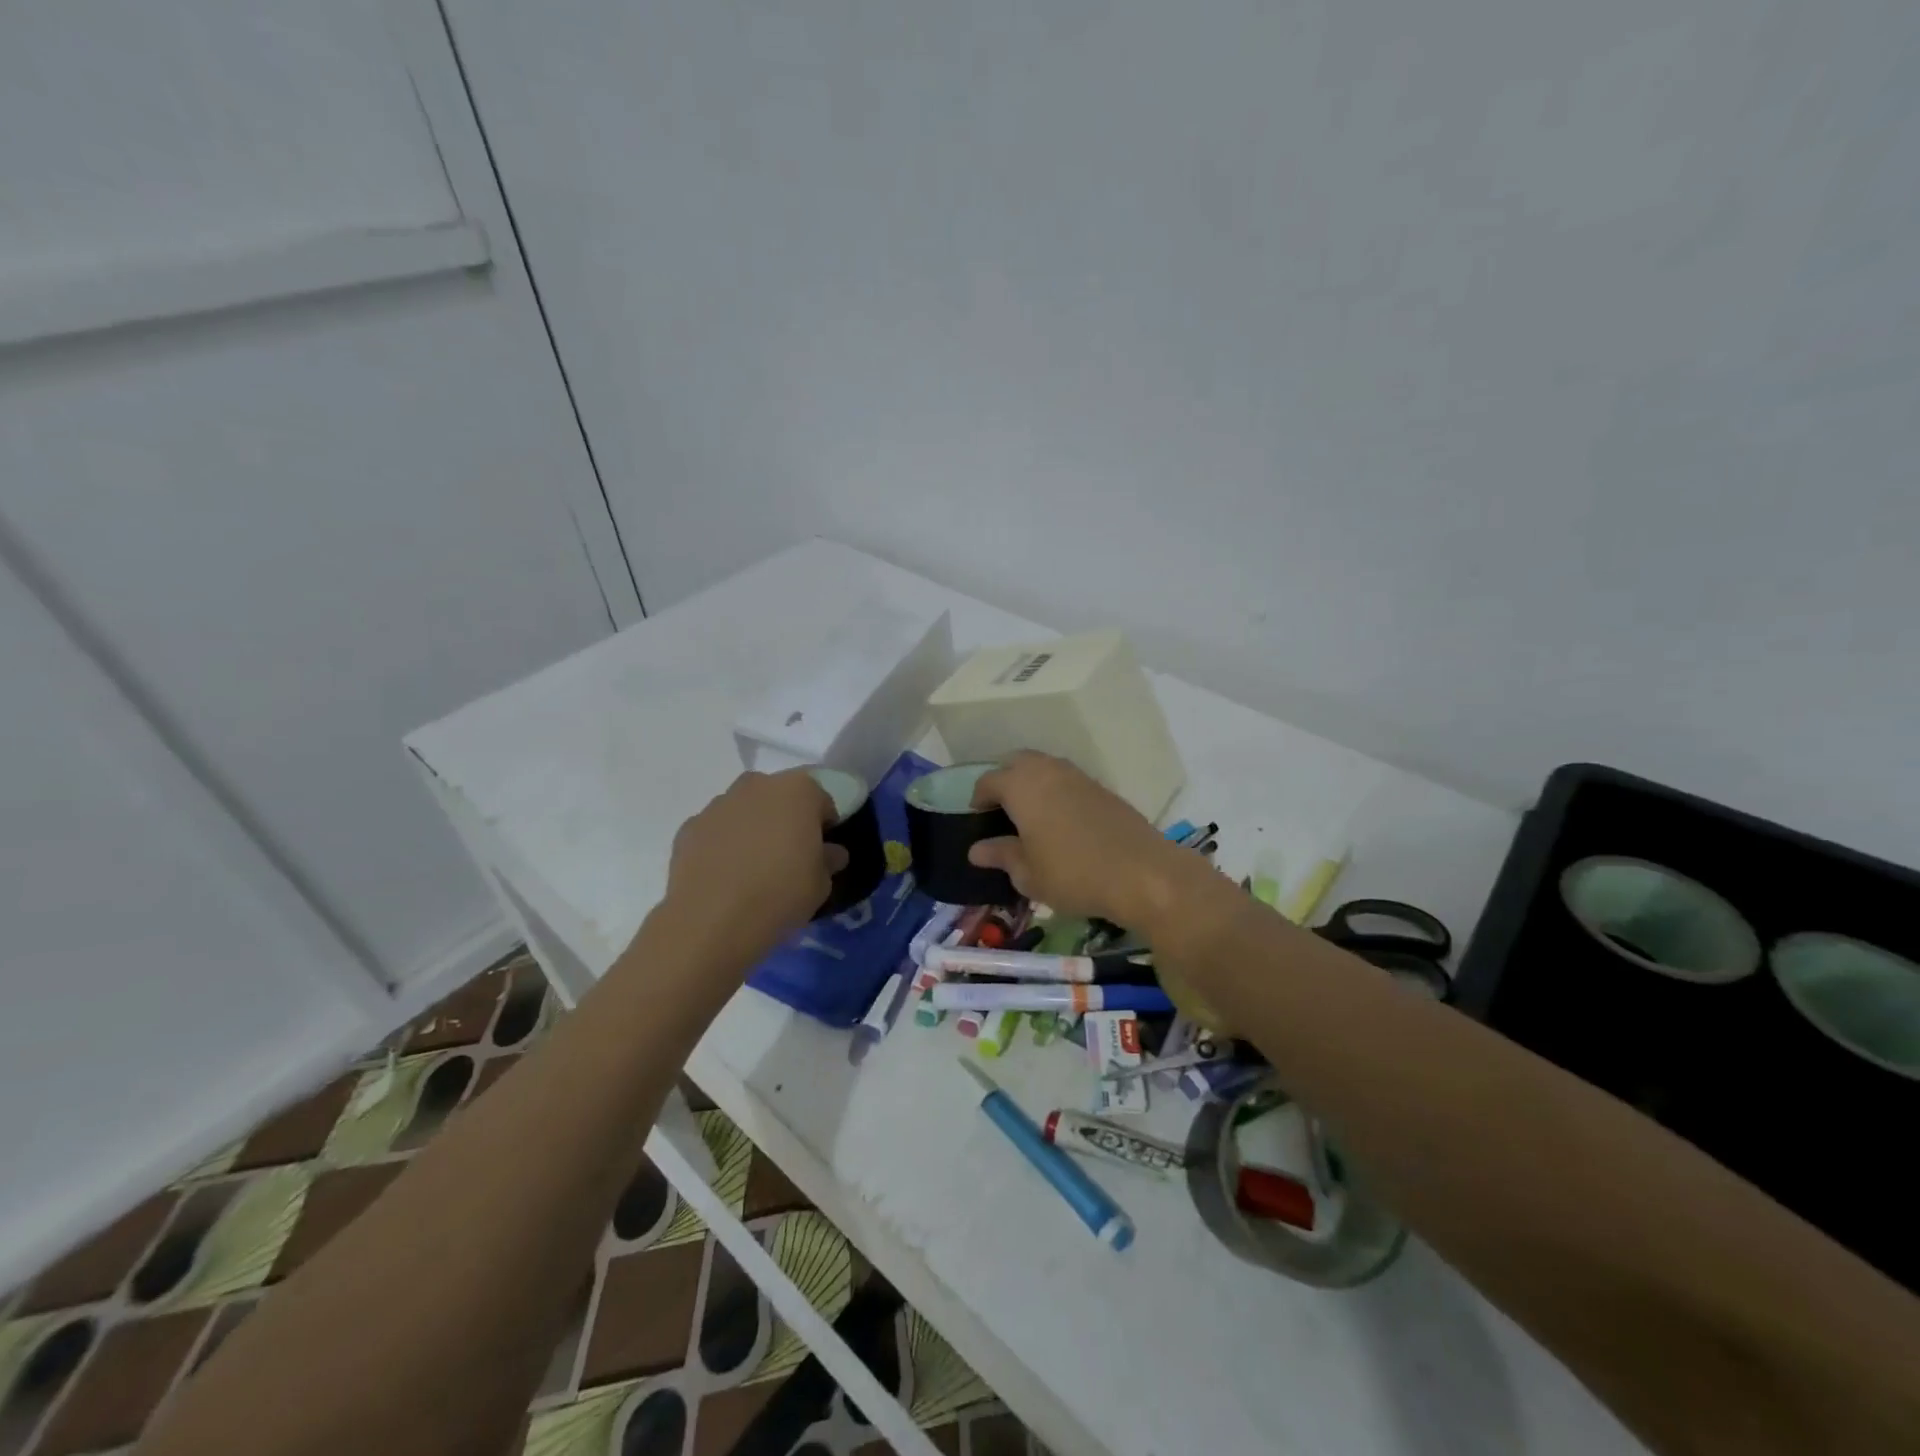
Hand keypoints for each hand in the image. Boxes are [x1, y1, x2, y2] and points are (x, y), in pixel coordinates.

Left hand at [660, 770, 846, 965]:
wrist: (711, 922)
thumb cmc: (780, 894)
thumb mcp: (821, 884)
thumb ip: (828, 860)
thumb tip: (830, 853)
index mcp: (798, 791)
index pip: (822, 800)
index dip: (825, 826)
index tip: (822, 851)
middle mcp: (757, 786)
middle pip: (780, 798)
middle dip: (787, 820)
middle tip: (790, 856)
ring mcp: (718, 804)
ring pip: (745, 811)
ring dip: (753, 829)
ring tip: (754, 869)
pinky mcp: (689, 827)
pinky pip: (717, 831)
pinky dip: (723, 845)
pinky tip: (726, 877)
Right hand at [967, 752, 1208, 931]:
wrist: (1142, 873)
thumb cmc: (1073, 874)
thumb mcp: (1028, 874)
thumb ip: (1001, 856)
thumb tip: (977, 849)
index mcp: (1022, 786)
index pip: (989, 780)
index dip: (978, 797)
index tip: (976, 817)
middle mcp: (1048, 771)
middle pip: (1017, 762)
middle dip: (1004, 779)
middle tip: (1000, 810)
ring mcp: (1079, 776)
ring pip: (1045, 767)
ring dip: (1032, 782)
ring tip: (1029, 814)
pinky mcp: (1103, 789)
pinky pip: (1068, 780)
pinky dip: (1056, 791)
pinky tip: (1060, 820)